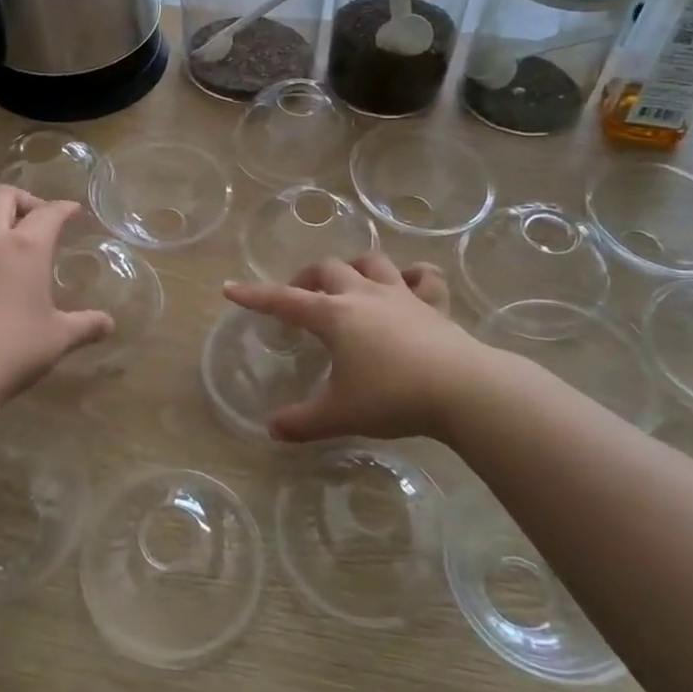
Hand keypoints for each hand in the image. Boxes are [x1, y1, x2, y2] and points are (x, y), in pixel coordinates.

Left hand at [0, 186, 114, 403]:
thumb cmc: (13, 348)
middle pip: (3, 197)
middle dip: (23, 200)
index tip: (73, 211)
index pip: (49, 213)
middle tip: (36, 218)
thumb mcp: (58, 338)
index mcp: (27, 247)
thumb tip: (109, 324)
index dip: (64, 208)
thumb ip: (86, 326)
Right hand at [223, 253, 480, 443]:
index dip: (255, 295)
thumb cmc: (391, 397)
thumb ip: (302, 422)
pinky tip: (409, 284)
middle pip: (327, 268)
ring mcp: (402, 296)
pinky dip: (413, 276)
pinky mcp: (434, 305)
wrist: (461, 390)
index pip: (284, 300)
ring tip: (348, 284)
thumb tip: (271, 429)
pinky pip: (424, 277)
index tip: (231, 289)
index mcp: (334, 315)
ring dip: (354, 267)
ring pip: (371, 262)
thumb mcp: (339, 414)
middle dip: (305, 277)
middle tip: (298, 297)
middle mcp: (363, 295)